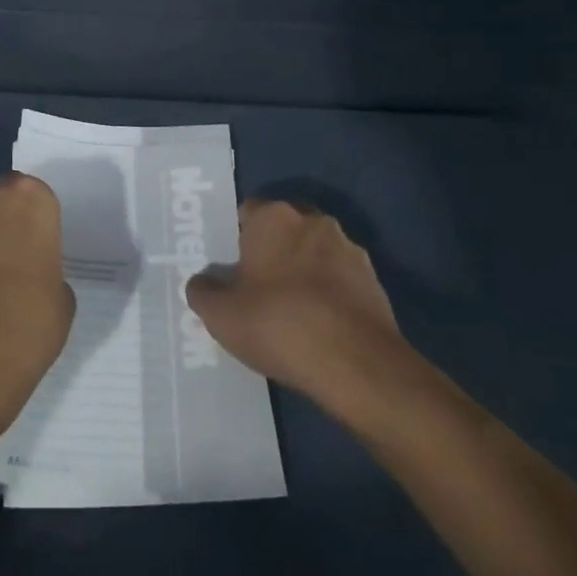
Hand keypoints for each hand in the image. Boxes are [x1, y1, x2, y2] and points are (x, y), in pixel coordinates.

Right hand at [186, 199, 405, 412]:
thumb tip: (203, 282)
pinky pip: (339, 279)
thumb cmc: (278, 324)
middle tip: (253, 285)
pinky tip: (316, 325)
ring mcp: (350, 249)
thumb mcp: (220, 315)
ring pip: (314, 253)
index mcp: (274, 217)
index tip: (228, 265)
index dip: (235, 237)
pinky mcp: (374, 281)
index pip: (247, 211)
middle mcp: (314, 221)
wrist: (357, 364)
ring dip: (302, 271)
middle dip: (270, 251)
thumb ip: (203, 291)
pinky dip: (327, 294)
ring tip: (288, 309)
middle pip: (284, 229)